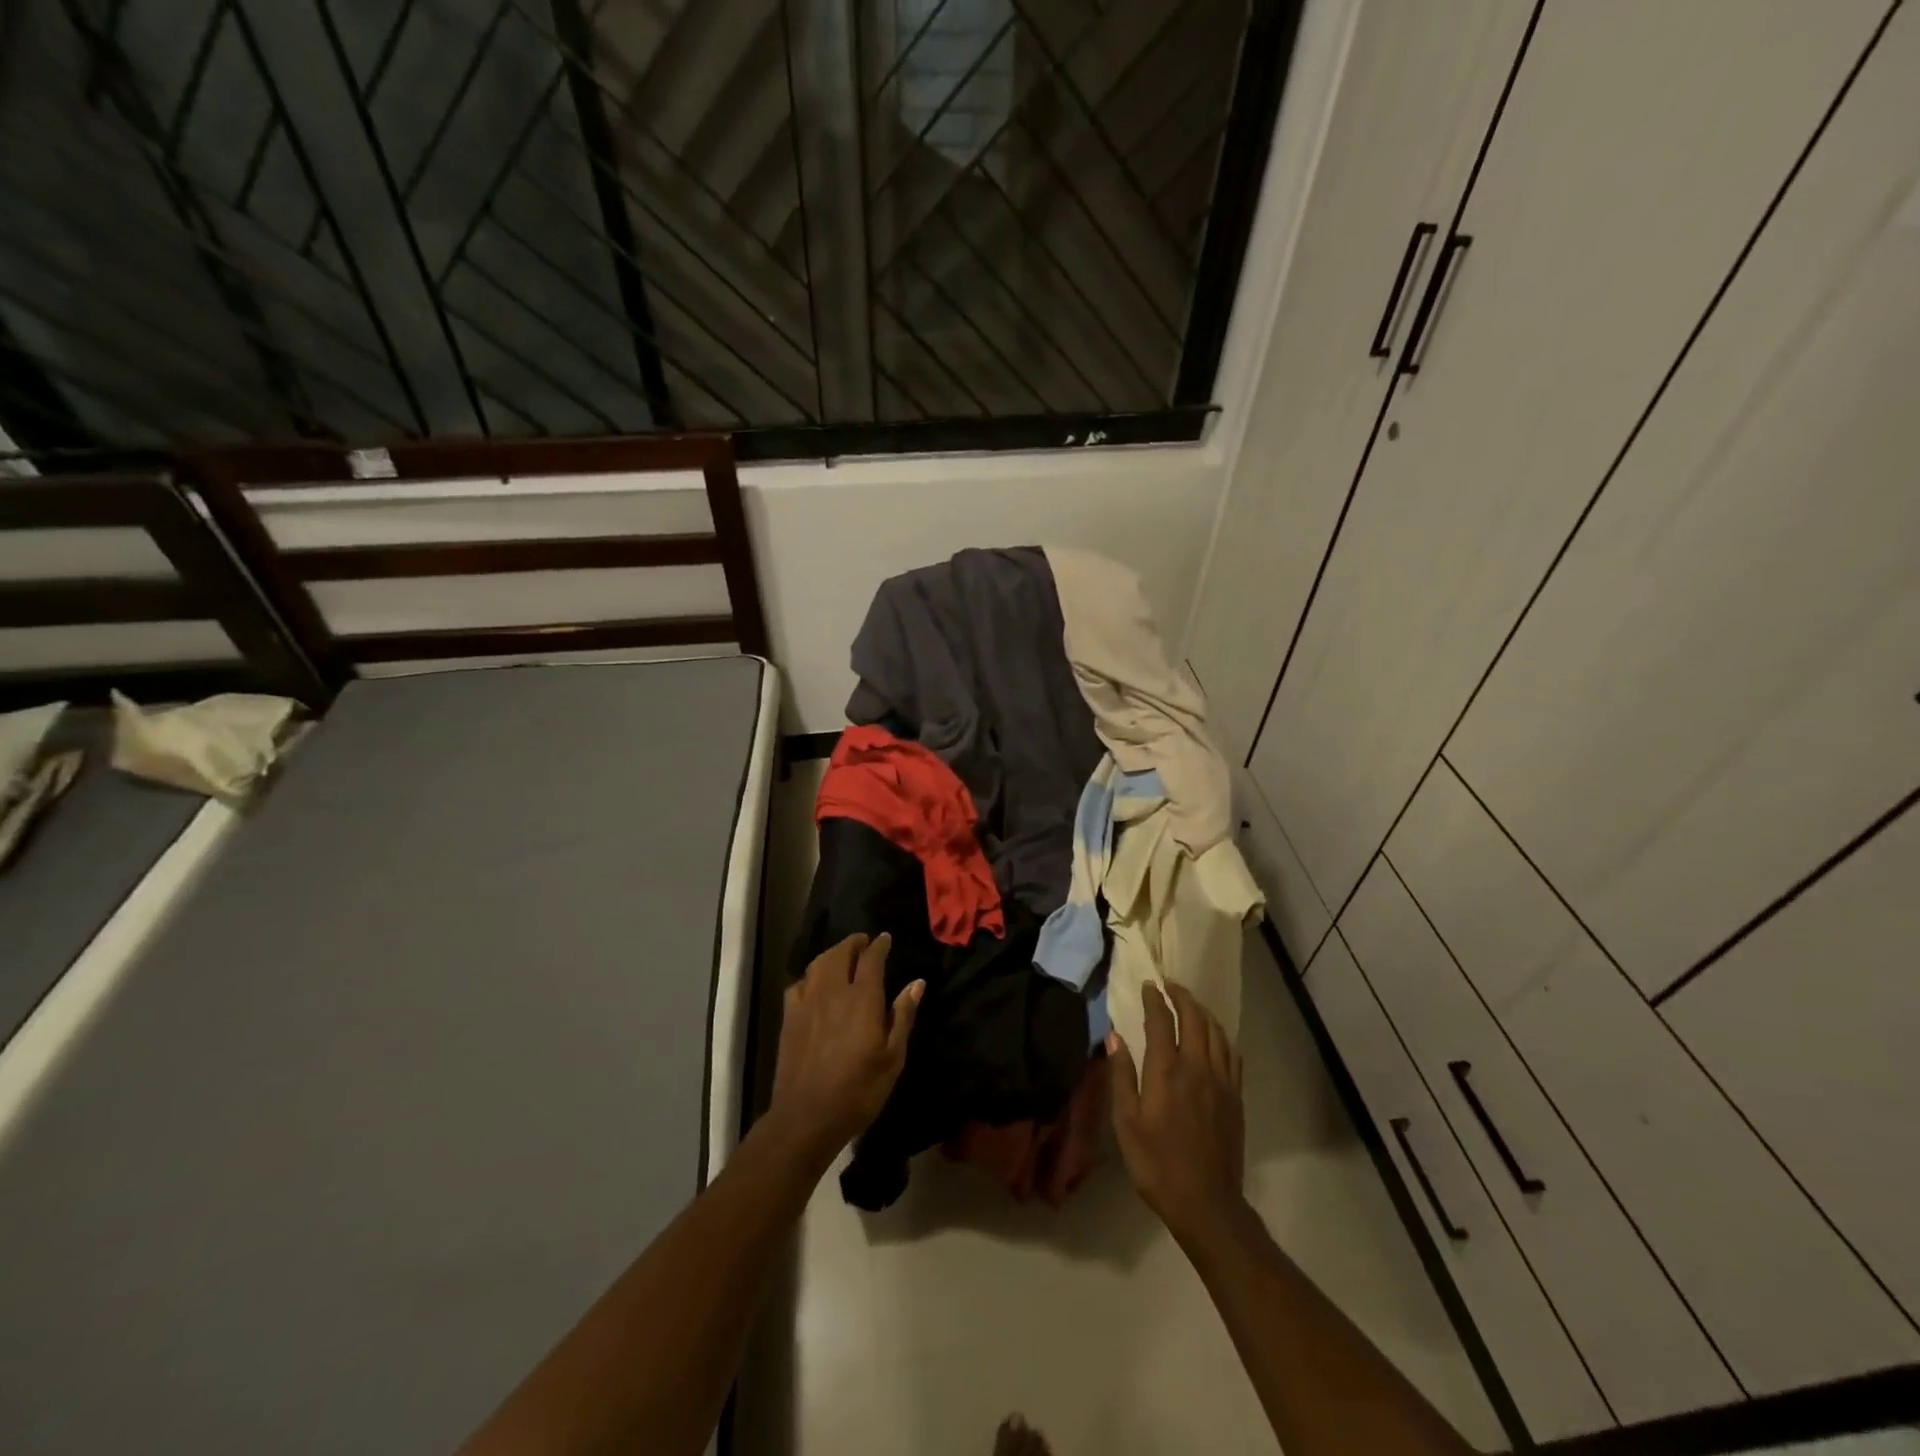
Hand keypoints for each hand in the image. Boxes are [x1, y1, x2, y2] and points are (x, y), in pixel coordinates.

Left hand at [769, 934, 922, 1167]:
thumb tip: (916, 983)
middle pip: (841, 953)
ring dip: (832, 953)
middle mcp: (833, 992)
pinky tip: (814, 984)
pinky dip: (810, 975)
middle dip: (853, 943)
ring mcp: (807, 1002)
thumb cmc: (859, 1090)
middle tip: (864, 942)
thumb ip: (903, 1016)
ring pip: (818, 964)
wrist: (807, 1116)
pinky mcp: (789, 1017)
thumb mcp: (893, 1058)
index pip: (871, 958)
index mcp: (862, 998)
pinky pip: (799, 984)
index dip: (879, 945)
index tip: (886, 938)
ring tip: (842, 955)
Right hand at [1108, 980, 1245, 1244]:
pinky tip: (1215, 1039)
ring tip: (1190, 1004)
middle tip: (1169, 985)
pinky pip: (1232, 1055)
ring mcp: (1221, 1082)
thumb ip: (1121, 1076)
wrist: (1206, 1204)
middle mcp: (1197, 1067)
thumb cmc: (1156, 1164)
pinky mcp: (1235, 1098)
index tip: (1148, 985)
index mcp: (1167, 1071)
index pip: (1162, 1020)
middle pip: (1195, 1018)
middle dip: (1182, 996)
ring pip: (1217, 1032)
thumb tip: (1114, 1036)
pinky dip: (1222, 1037)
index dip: (1155, 999)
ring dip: (1202, 1012)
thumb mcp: (1126, 1123)